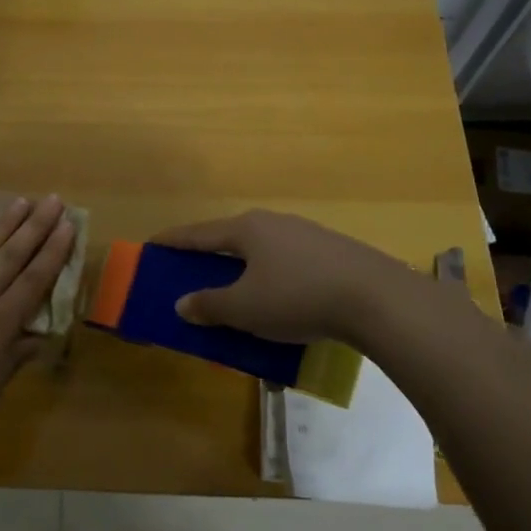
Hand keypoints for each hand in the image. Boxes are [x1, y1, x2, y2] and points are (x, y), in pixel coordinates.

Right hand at [151, 209, 466, 351]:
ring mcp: (306, 234)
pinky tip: (280, 298)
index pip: (199, 234)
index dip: (174, 241)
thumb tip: (182, 304)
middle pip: (231, 238)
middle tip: (192, 270)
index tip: (153, 244)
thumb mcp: (245, 308)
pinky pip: (288, 262)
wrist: (377, 298)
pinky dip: (272, 277)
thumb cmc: (298, 297)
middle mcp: (274, 223)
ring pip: (262, 251)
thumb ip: (210, 305)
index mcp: (246, 229)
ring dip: (244, 269)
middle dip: (210, 256)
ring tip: (236, 288)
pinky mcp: (332, 252)